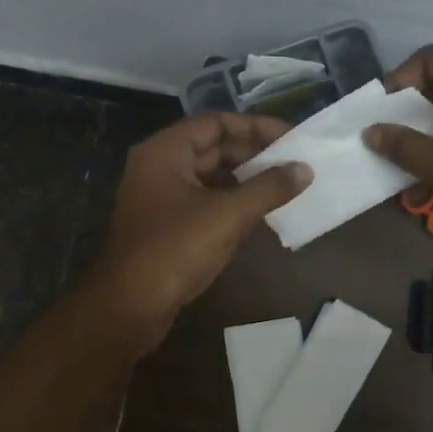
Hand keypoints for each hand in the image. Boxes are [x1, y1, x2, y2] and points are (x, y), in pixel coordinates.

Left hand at [87, 113, 311, 351]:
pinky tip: (262, 214)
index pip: (215, 123)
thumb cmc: (174, 251)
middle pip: (212, 149)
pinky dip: (232, 204)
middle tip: (295, 163)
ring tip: (286, 186)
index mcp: (165, 152)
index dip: (255, 127)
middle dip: (253, 155)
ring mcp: (161, 199)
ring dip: (245, 180)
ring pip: (210, 178)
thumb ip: (268, 189)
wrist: (127, 308)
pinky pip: (205, 203)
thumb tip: (305, 169)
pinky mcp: (167, 227)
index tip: (291, 137)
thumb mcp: (227, 216)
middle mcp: (159, 167)